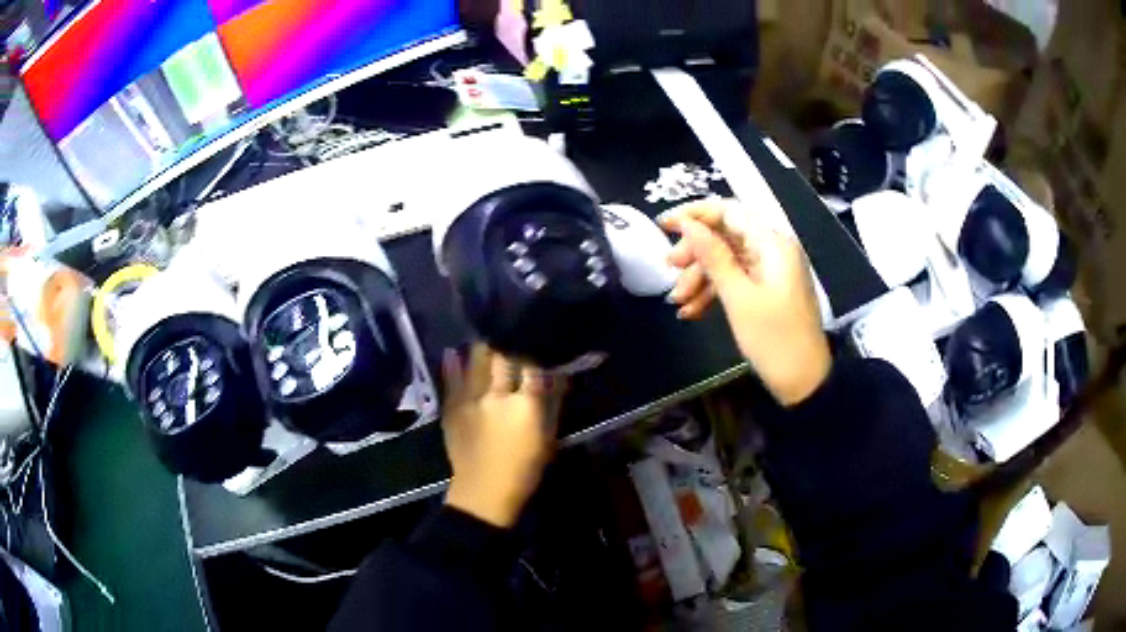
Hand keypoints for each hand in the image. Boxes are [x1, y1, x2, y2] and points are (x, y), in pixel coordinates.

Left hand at [441, 345, 566, 527]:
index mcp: (525, 405)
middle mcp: (497, 396)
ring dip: (483, 347)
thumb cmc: (524, 469)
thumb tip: (560, 374)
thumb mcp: (547, 438)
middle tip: (510, 326)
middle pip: (503, 358)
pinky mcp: (453, 408)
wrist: (484, 493)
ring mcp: (471, 400)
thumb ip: (553, 404)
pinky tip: (453, 352)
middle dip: (507, 340)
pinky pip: (452, 381)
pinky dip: (453, 365)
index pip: (532, 365)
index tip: (537, 332)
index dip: (534, 346)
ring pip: (477, 363)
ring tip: (486, 332)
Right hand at [660, 199, 830, 405]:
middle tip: (669, 269)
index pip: (729, 211)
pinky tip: (691, 312)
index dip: (695, 214)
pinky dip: (713, 291)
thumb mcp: (738, 298)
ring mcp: (770, 271)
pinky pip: (735, 279)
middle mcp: (772, 250)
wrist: (804, 381)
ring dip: (700, 276)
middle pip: (725, 235)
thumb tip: (687, 224)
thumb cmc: (773, 339)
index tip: (663, 225)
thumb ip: (713, 256)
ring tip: (677, 302)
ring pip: (727, 259)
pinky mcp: (766, 290)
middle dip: (695, 252)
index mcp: (772, 244)